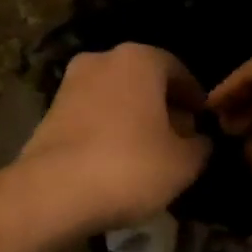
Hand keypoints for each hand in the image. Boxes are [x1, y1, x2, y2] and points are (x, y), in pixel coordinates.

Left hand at [18, 43, 210, 234]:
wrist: (53, 192)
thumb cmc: (130, 167)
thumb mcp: (184, 163)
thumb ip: (200, 146)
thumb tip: (199, 140)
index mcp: (138, 59)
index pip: (178, 70)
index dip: (194, 98)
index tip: (203, 121)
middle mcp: (101, 60)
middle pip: (143, 81)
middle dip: (162, 107)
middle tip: (178, 139)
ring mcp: (69, 85)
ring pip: (115, 98)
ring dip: (133, 119)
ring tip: (148, 154)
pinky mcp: (48, 113)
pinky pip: (91, 116)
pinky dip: (107, 131)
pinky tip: (116, 161)